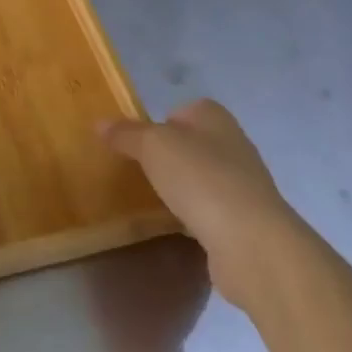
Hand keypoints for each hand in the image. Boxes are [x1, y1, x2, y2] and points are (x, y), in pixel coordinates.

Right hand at [101, 99, 293, 308]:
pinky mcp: (243, 221)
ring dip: (181, 187)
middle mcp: (233, 145)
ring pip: (202, 178)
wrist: (250, 241)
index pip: (186, 109)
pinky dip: (193, 216)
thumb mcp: (153, 146)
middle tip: (138, 170)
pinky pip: (210, 211)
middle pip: (194, 143)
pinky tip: (175, 226)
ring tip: (151, 199)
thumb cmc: (200, 178)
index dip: (162, 121)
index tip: (139, 141)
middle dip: (169, 156)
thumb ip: (127, 134)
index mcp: (215, 118)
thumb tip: (101, 123)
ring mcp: (242, 185)